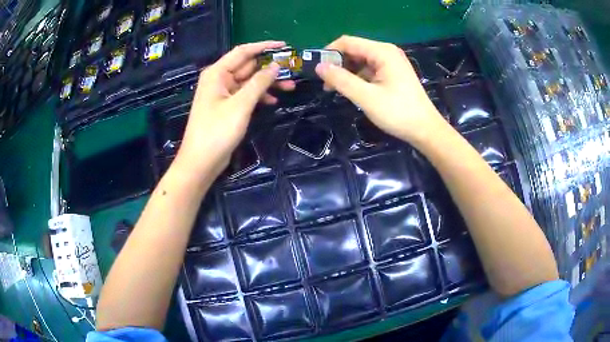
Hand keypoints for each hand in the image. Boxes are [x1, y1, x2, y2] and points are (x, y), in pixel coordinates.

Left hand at [175, 41, 294, 176]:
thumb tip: (276, 66)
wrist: (201, 161)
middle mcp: (219, 79)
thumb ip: (259, 83)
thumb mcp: (241, 105)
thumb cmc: (217, 131)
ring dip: (267, 83)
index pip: (243, 52)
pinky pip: (245, 95)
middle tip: (293, 71)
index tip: (285, 46)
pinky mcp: (227, 106)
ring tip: (290, 87)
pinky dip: (259, 96)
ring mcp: (223, 93)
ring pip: (249, 81)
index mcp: (217, 73)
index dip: (264, 46)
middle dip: (269, 68)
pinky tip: (273, 101)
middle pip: (247, 66)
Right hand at [315, 36, 446, 144]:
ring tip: (336, 90)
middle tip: (326, 83)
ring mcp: (392, 62)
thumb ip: (341, 80)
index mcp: (382, 52)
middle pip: (354, 50)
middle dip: (338, 64)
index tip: (317, 69)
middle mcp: (387, 52)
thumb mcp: (366, 97)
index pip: (348, 42)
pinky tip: (353, 90)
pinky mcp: (394, 73)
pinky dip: (358, 77)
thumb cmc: (398, 113)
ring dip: (347, 72)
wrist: (426, 130)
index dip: (329, 52)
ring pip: (361, 60)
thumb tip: (319, 67)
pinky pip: (370, 69)